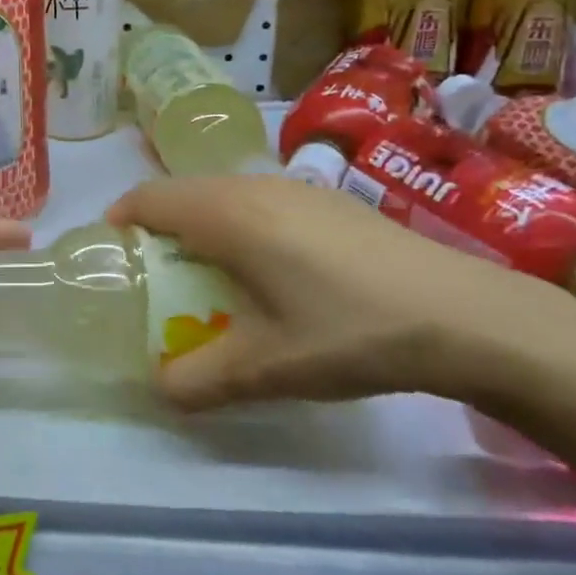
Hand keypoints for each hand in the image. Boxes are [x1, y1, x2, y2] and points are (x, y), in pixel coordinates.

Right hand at [106, 175, 575, 411]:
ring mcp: (297, 187)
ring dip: (203, 227)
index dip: (121, 221)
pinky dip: (242, 226)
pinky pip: (261, 201)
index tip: (114, 257)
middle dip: (160, 229)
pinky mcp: (329, 199)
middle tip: (159, 279)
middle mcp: (255, 186)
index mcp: (227, 214)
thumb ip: (197, 380)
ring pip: (225, 195)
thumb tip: (160, 387)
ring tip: (213, 278)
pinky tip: (273, 273)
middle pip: (184, 193)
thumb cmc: (347, 330)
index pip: (149, 198)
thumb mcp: (265, 368)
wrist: (462, 313)